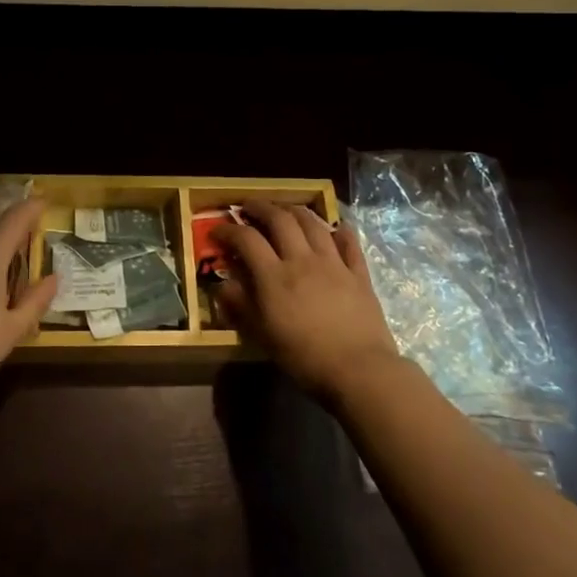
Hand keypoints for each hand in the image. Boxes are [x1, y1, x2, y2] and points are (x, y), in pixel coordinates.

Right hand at [212, 199, 400, 402]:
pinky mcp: (358, 273)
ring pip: (313, 223)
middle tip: (249, 207)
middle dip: (261, 207)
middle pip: (280, 219)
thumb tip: (223, 285)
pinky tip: (335, 228)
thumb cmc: (304, 357)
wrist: (359, 369)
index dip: (229, 230)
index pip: (246, 239)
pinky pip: (349, 243)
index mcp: (274, 276)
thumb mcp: (262, 335)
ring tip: (285, 210)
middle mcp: (302, 259)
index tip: (217, 229)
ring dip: (295, 210)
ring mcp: (333, 263)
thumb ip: (241, 306)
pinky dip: (340, 231)